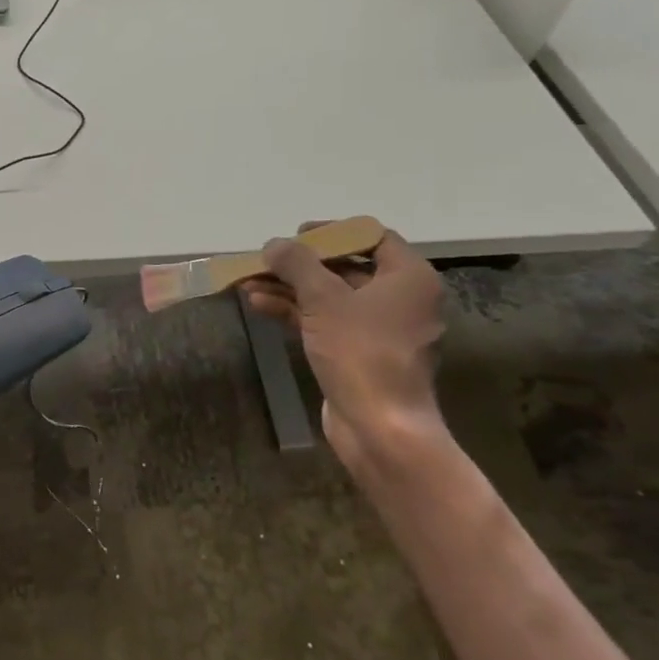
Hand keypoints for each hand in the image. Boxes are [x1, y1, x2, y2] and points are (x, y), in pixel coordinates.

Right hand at [242, 225, 448, 471]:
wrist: (380, 428)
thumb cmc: (361, 352)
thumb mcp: (324, 298)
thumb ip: (297, 264)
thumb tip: (274, 244)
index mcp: (409, 278)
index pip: (371, 237)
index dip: (332, 232)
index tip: (297, 235)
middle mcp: (401, 299)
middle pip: (346, 267)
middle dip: (300, 264)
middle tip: (266, 260)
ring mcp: (381, 329)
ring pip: (331, 296)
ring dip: (291, 288)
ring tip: (249, 282)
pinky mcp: (361, 354)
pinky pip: (328, 321)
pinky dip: (297, 312)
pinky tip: (260, 305)